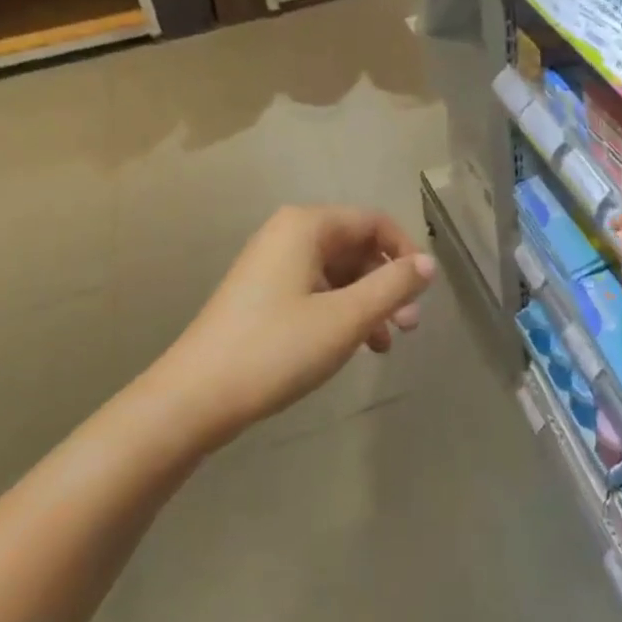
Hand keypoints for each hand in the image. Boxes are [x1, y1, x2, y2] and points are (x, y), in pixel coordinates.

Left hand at [164, 205, 435, 442]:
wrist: (193, 399)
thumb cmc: (276, 349)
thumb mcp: (345, 318)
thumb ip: (392, 286)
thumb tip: (428, 264)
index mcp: (306, 226)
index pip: (374, 222)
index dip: (405, 253)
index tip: (423, 293)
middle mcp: (289, 235)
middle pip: (357, 247)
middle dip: (387, 284)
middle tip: (409, 327)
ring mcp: (273, 266)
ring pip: (339, 273)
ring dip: (368, 303)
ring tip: (386, 344)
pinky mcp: (264, 295)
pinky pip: (317, 291)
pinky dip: (342, 313)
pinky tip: (355, 347)